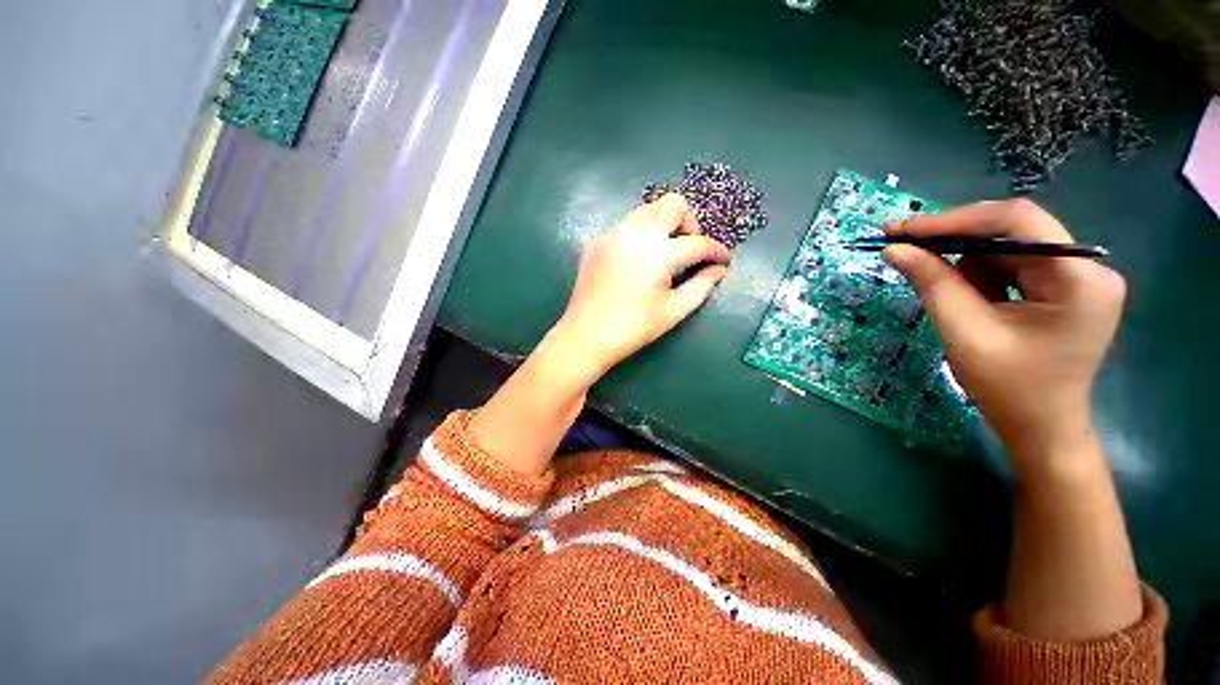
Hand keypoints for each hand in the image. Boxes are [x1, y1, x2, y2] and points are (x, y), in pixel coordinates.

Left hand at [551, 193, 731, 378]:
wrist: (585, 336)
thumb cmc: (633, 328)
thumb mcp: (674, 311)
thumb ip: (702, 286)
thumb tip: (719, 270)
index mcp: (658, 253)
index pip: (698, 242)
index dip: (717, 251)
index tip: (724, 259)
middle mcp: (636, 233)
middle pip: (673, 204)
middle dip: (690, 223)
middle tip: (690, 249)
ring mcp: (613, 234)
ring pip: (647, 210)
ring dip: (664, 224)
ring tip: (665, 253)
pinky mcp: (597, 241)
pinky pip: (626, 226)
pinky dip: (640, 235)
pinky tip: (637, 261)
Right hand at [883, 199, 1125, 461]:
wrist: (1040, 428)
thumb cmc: (1009, 388)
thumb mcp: (965, 332)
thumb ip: (932, 283)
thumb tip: (893, 248)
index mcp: (1079, 279)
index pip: (1018, 221)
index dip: (956, 220)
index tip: (904, 229)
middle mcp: (1086, 268)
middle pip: (1013, 231)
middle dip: (954, 237)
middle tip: (902, 243)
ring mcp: (1077, 277)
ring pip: (1007, 247)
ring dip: (963, 260)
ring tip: (935, 284)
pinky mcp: (1062, 288)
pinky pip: (1011, 265)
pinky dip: (977, 274)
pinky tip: (962, 296)